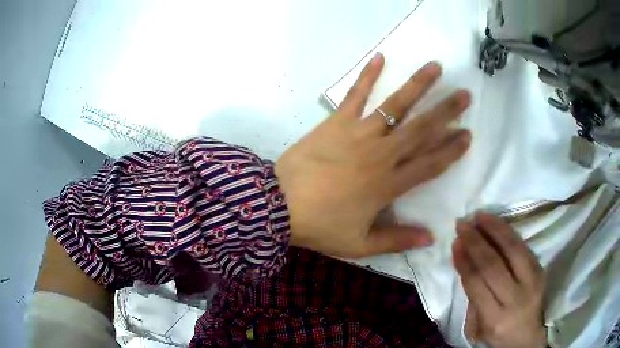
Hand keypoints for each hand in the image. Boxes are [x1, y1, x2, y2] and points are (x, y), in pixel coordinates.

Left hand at [276, 52, 471, 257]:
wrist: (279, 206)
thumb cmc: (320, 226)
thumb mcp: (359, 244)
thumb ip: (396, 240)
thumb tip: (430, 239)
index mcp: (389, 185)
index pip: (430, 164)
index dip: (451, 150)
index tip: (468, 135)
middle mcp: (381, 154)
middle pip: (422, 129)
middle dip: (446, 111)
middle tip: (465, 95)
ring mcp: (359, 133)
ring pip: (396, 105)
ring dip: (418, 85)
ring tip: (435, 67)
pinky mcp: (336, 122)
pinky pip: (354, 94)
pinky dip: (366, 75)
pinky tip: (379, 57)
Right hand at [453, 213, 546, 347]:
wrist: (527, 336)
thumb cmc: (498, 333)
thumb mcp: (479, 326)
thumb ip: (472, 297)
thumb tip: (464, 261)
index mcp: (494, 318)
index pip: (476, 283)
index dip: (464, 261)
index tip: (455, 243)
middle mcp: (514, 299)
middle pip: (493, 265)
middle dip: (475, 242)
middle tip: (463, 225)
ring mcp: (531, 282)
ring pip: (512, 250)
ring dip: (494, 230)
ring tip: (479, 217)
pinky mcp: (540, 270)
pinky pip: (523, 246)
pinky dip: (508, 232)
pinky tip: (496, 223)